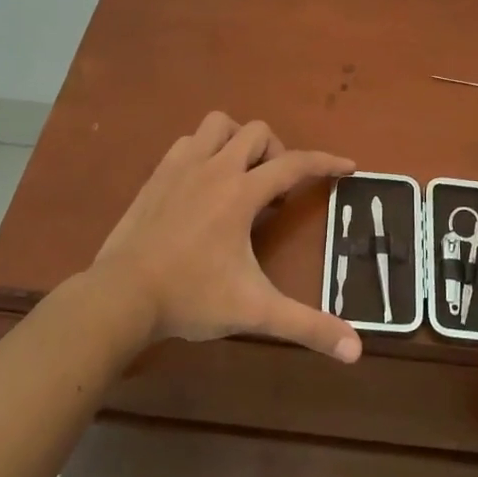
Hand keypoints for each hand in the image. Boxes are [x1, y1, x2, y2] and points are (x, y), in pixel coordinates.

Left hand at [89, 113, 362, 362]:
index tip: (348, 166)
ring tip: (242, 176)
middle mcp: (214, 168)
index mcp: (242, 192)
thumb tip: (357, 351)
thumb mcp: (255, 311)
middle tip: (277, 191)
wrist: (121, 296)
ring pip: (218, 125)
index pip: (295, 164)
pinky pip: (188, 143)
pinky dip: (205, 151)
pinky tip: (204, 183)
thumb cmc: (191, 298)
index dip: (326, 163)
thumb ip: (307, 326)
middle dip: (277, 152)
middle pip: (257, 132)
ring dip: (238, 141)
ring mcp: (181, 167)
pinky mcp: (156, 176)